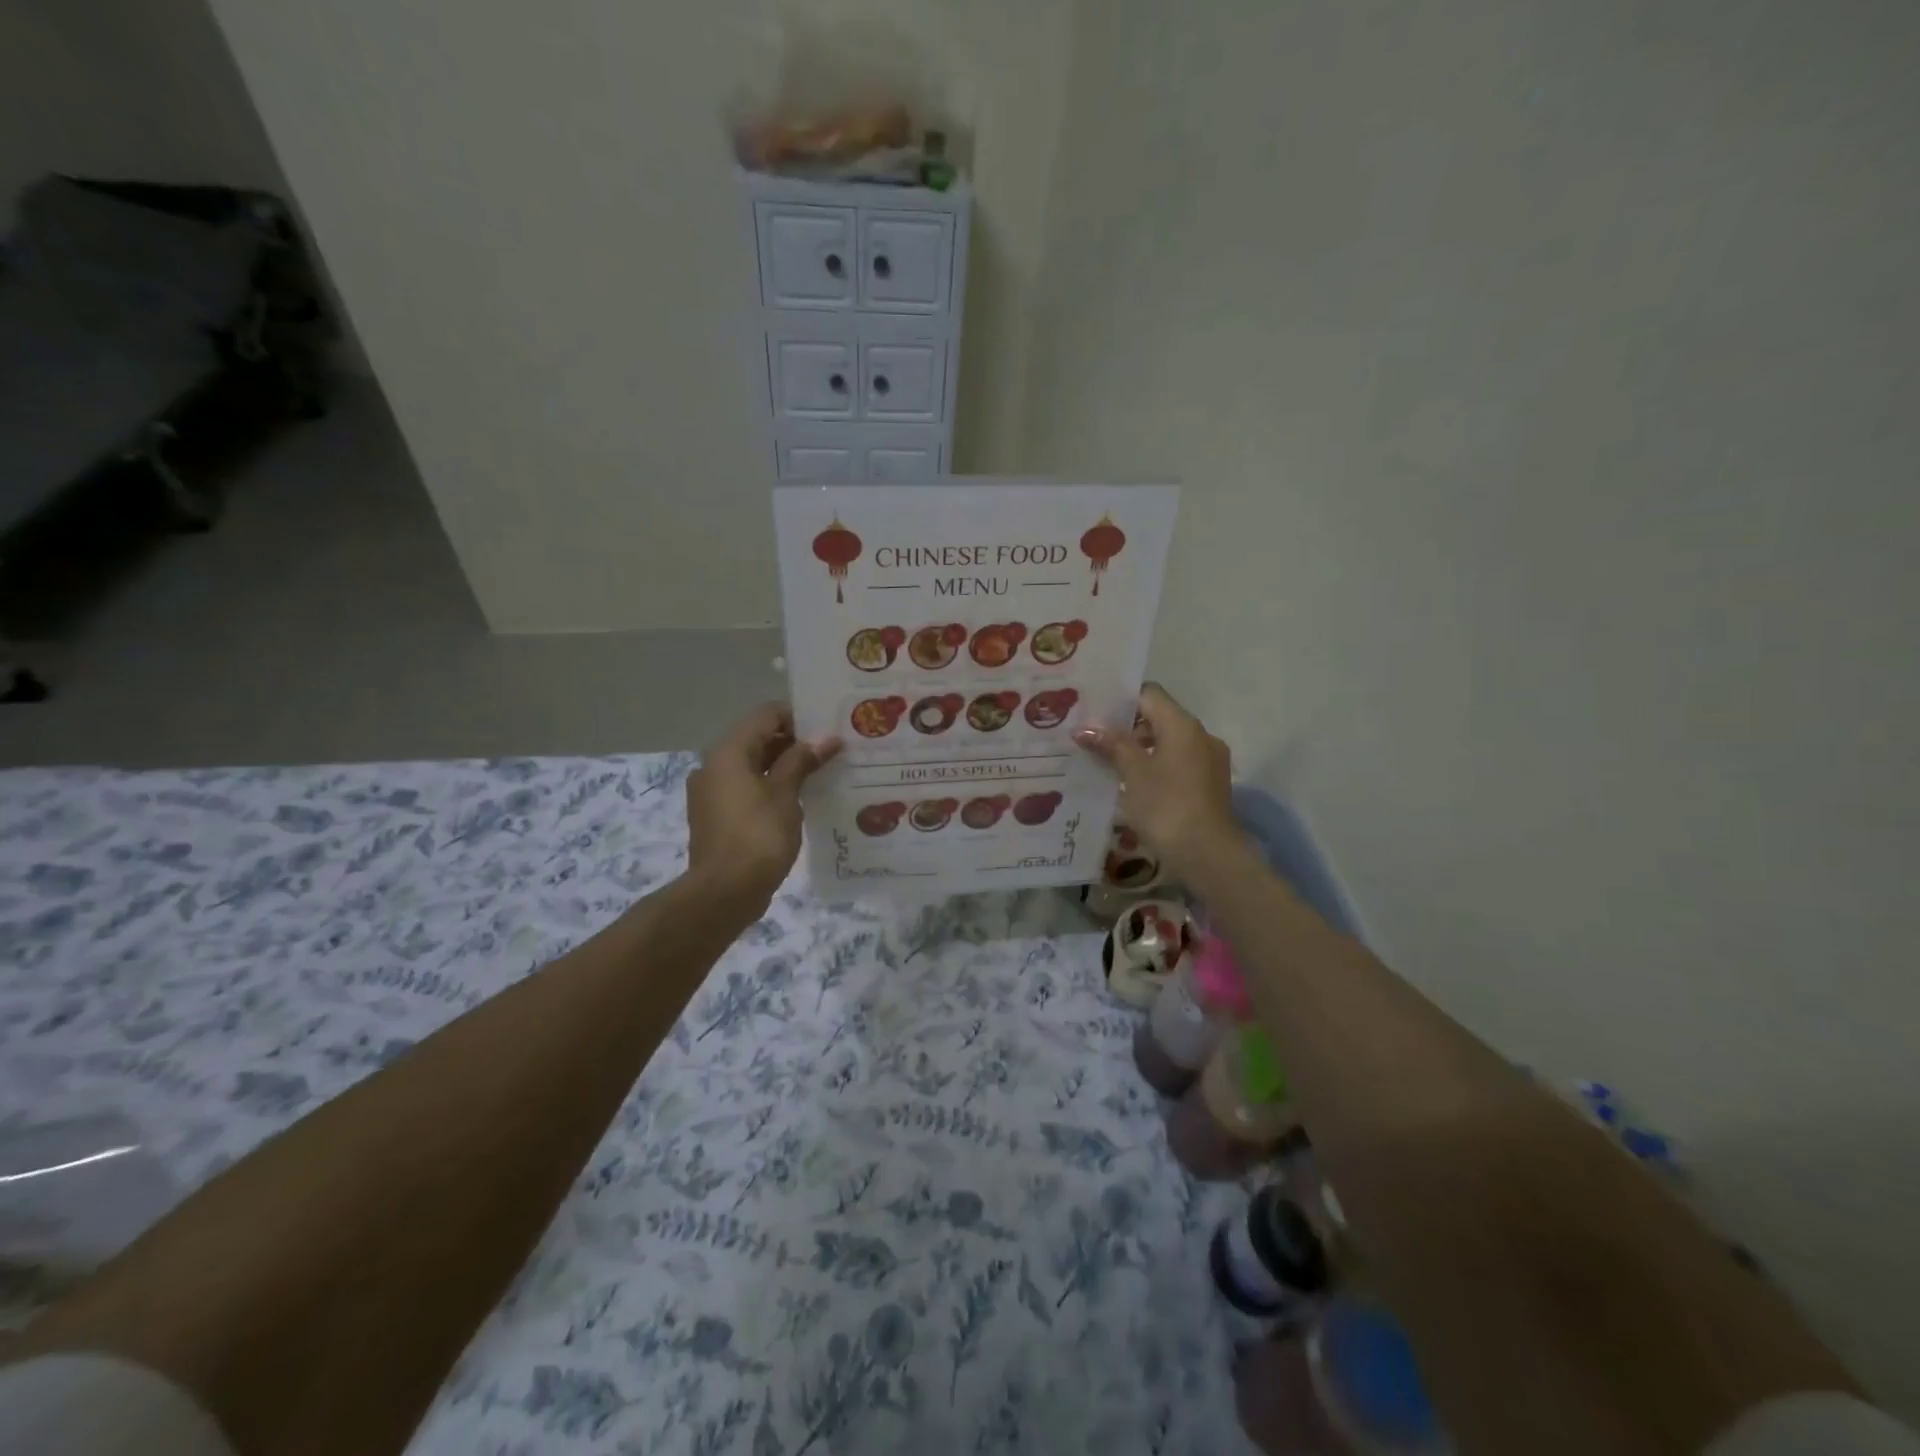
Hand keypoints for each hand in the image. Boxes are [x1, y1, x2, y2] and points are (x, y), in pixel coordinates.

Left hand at [686, 704, 840, 910]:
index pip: (766, 715)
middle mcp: (714, 766)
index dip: (798, 717)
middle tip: (832, 751)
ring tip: (822, 774)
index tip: (828, 728)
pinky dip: (771, 788)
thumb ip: (802, 761)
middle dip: (794, 743)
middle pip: (758, 739)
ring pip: (753, 766)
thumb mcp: (785, 794)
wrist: (724, 893)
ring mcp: (712, 793)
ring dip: (784, 767)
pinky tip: (800, 800)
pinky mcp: (717, 817)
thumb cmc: (757, 836)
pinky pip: (747, 790)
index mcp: (728, 752)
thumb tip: (826, 739)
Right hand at [1074, 684, 1240, 873]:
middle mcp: (1201, 735)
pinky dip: (1157, 764)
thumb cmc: (1165, 806)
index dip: (1121, 699)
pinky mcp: (1211, 783)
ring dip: (1142, 747)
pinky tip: (1135, 782)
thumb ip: (1111, 745)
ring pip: (1170, 741)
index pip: (1149, 694)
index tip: (1095, 711)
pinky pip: (1180, 762)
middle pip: (1160, 717)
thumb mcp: (1133, 773)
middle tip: (1095, 737)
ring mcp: (1210, 760)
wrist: (1207, 853)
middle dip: (1128, 726)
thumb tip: (1085, 728)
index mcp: (1182, 724)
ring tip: (1110, 762)